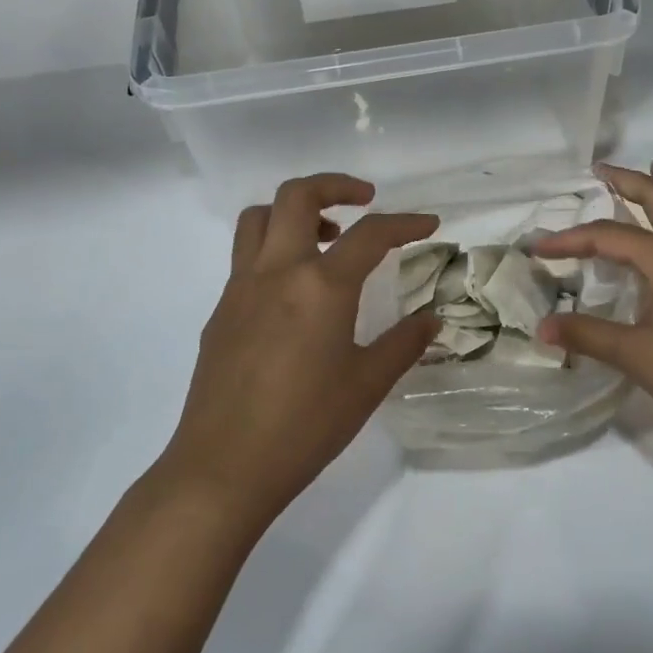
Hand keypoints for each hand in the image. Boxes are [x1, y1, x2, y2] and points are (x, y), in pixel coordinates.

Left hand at [159, 174, 438, 530]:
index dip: (406, 223)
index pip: (370, 234)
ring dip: (294, 211)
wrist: (223, 467)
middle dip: (335, 185)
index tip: (429, 225)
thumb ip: (403, 343)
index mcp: (320, 286)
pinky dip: (274, 248)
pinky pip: (246, 256)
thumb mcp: (367, 384)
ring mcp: (240, 288)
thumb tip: (431, 318)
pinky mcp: (220, 311)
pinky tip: (294, 293)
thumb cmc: (305, 426)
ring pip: (259, 218)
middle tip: (365, 200)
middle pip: (297, 196)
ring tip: (325, 238)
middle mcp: (277, 272)